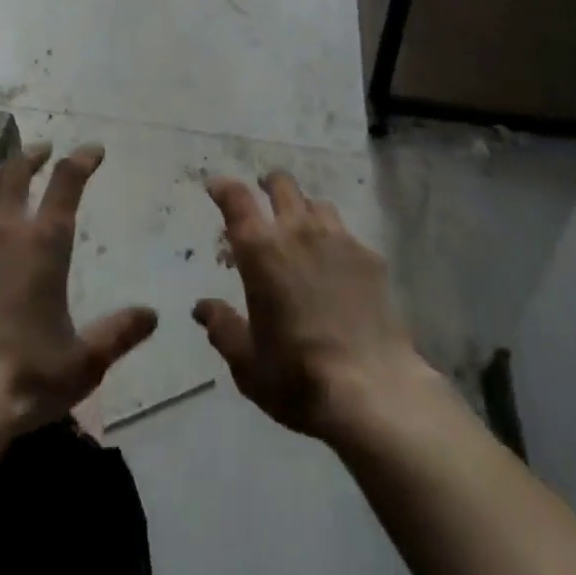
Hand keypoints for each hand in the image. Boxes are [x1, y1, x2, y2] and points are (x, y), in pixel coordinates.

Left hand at [0, 145, 156, 442]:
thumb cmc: (23, 378)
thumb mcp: (83, 363)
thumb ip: (118, 334)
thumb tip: (152, 316)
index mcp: (44, 242)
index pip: (67, 181)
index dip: (83, 159)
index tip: (93, 151)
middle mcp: (5, 227)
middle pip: (18, 169)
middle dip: (35, 155)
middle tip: (45, 152)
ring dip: (1, 170)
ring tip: (8, 170)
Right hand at [195, 171, 436, 445]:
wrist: (373, 391)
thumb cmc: (298, 376)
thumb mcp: (247, 363)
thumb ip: (222, 327)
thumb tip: (202, 308)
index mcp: (260, 249)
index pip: (236, 199)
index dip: (223, 187)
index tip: (216, 186)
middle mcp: (297, 231)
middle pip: (281, 185)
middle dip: (268, 184)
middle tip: (263, 194)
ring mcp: (337, 239)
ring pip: (316, 203)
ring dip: (303, 208)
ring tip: (301, 227)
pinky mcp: (369, 257)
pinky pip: (345, 233)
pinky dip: (334, 238)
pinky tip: (337, 263)